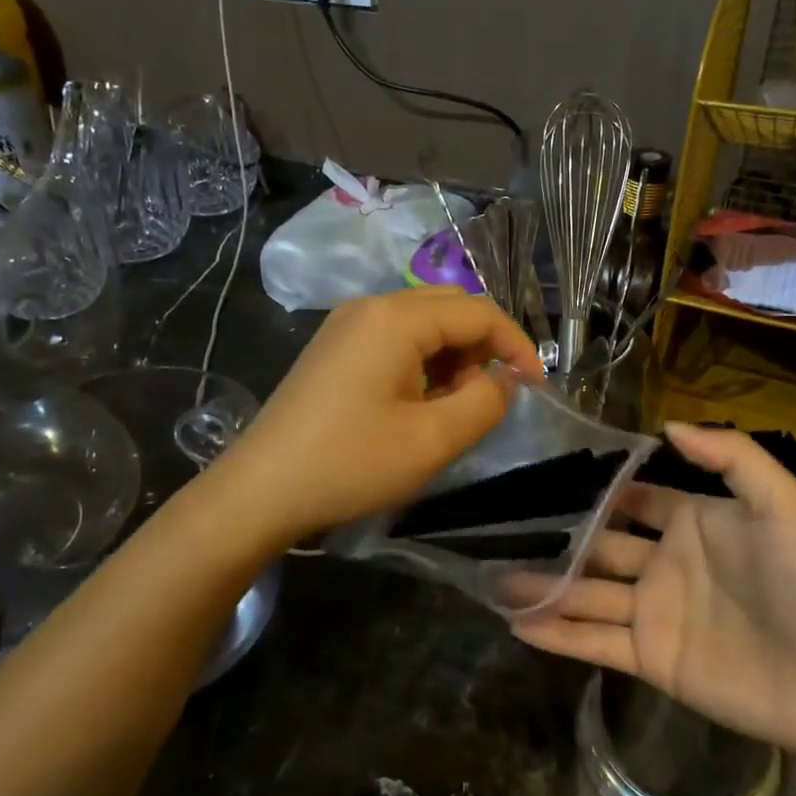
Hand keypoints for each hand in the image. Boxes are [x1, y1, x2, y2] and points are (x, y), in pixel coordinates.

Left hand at [211, 287, 542, 540]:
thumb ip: (485, 401)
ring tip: (452, 407)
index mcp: (397, 317)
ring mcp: (348, 323)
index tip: (536, 387)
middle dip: (483, 347)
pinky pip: (396, 337)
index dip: (516, 346)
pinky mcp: (335, 346)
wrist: (260, 490)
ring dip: (452, 356)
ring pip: (424, 322)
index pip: (479, 312)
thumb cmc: (350, 463)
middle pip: (451, 307)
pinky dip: (423, 361)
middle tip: (490, 396)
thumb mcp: (433, 439)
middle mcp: (372, 305)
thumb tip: (503, 379)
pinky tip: (417, 403)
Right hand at [512, 422, 795, 765]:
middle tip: (501, 528)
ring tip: (492, 577)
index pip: (633, 498)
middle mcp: (666, 563)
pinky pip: (594, 644)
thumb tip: (667, 427)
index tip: (546, 476)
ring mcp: (654, 614)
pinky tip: (516, 623)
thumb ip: (731, 456)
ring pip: (586, 594)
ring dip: (542, 586)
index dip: (596, 489)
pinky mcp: (651, 660)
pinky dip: (556, 634)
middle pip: (599, 546)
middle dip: (555, 538)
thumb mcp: (783, 503)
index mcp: (693, 522)